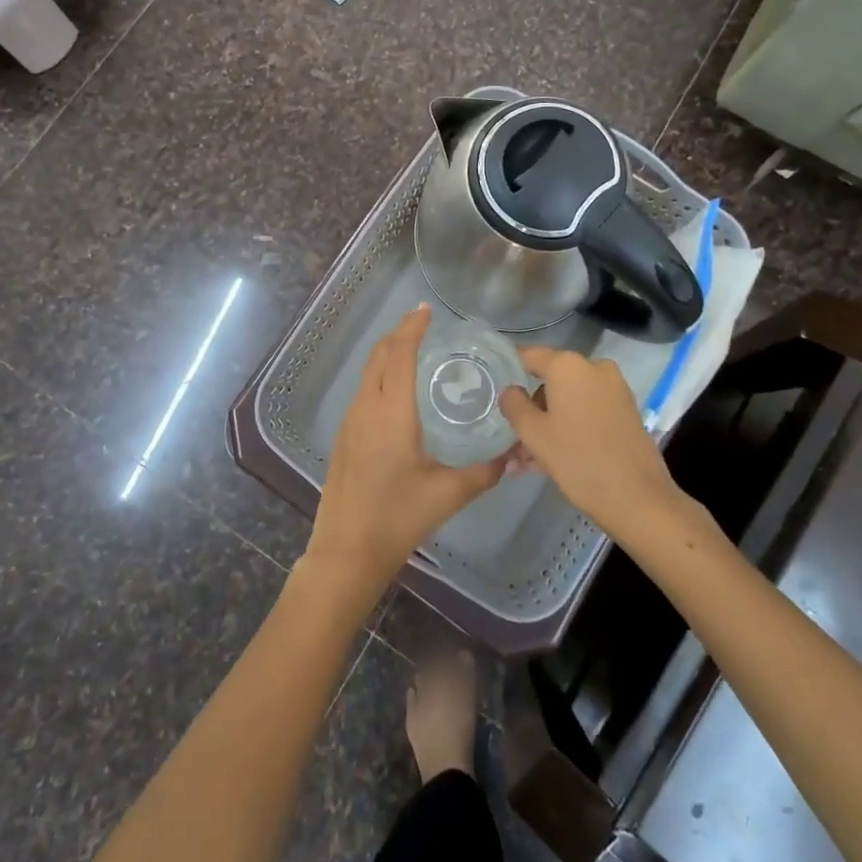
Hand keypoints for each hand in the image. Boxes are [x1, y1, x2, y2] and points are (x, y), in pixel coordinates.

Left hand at [304, 305, 507, 593]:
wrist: (346, 551)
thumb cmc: (398, 518)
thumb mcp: (448, 494)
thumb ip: (485, 472)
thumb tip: (516, 456)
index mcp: (392, 411)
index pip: (401, 354)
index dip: (413, 328)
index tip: (426, 310)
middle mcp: (367, 407)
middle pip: (379, 356)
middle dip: (399, 334)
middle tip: (423, 323)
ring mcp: (351, 422)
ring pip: (368, 373)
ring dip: (388, 354)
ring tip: (414, 350)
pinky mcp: (345, 437)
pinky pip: (364, 391)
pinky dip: (381, 376)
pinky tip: (398, 393)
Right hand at [499, 347, 679, 537]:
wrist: (639, 499)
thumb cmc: (578, 460)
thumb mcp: (534, 434)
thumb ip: (514, 404)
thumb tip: (510, 390)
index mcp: (568, 365)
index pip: (528, 356)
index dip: (508, 371)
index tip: (492, 391)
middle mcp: (593, 367)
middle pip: (550, 380)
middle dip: (530, 408)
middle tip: (512, 439)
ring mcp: (614, 389)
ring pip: (568, 400)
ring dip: (548, 423)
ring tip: (528, 461)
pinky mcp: (626, 411)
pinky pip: (587, 411)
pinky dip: (569, 427)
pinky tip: (553, 459)